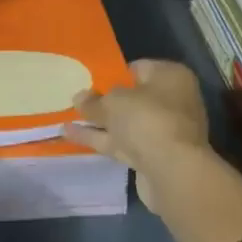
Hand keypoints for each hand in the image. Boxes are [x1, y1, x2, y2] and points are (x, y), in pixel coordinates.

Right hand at [65, 59, 211, 211]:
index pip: (138, 68)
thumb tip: (80, 97)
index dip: (113, 74)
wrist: (174, 173)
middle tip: (78, 100)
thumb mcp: (114, 102)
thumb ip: (94, 100)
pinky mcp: (154, 157)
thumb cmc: (147, 119)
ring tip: (67, 117)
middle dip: (105, 101)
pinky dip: (101, 138)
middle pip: (133, 98)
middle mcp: (173, 101)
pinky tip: (72, 135)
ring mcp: (164, 131)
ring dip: (100, 121)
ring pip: (126, 123)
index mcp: (171, 76)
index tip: (91, 80)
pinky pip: (123, 142)